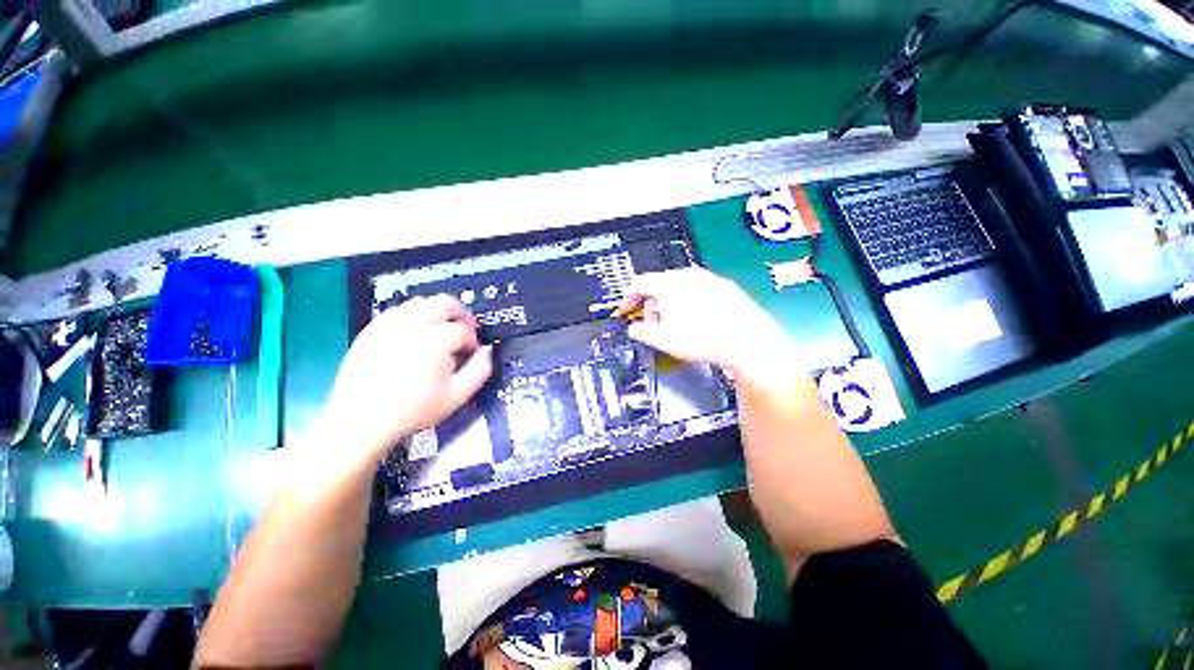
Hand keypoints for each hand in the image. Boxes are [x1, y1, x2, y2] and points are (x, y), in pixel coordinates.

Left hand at [323, 295, 492, 462]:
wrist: (361, 421)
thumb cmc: (414, 409)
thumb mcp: (458, 395)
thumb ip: (480, 370)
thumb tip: (487, 351)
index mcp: (436, 339)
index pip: (464, 329)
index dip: (473, 340)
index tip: (471, 354)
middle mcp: (413, 324)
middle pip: (445, 303)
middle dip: (461, 314)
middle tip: (464, 330)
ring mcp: (389, 324)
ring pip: (421, 302)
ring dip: (438, 312)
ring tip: (441, 331)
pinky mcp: (372, 329)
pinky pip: (399, 311)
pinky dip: (414, 316)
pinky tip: (415, 334)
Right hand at [618, 267, 799, 382]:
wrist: (747, 341)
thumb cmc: (699, 339)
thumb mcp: (662, 340)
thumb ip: (641, 331)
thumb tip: (633, 329)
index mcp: (668, 283)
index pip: (639, 283)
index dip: (628, 298)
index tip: (625, 311)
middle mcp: (687, 275)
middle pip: (659, 284)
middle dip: (650, 304)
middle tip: (652, 324)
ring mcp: (709, 279)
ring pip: (679, 287)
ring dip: (669, 304)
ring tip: (674, 325)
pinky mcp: (725, 287)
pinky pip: (698, 291)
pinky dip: (688, 302)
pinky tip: (697, 321)